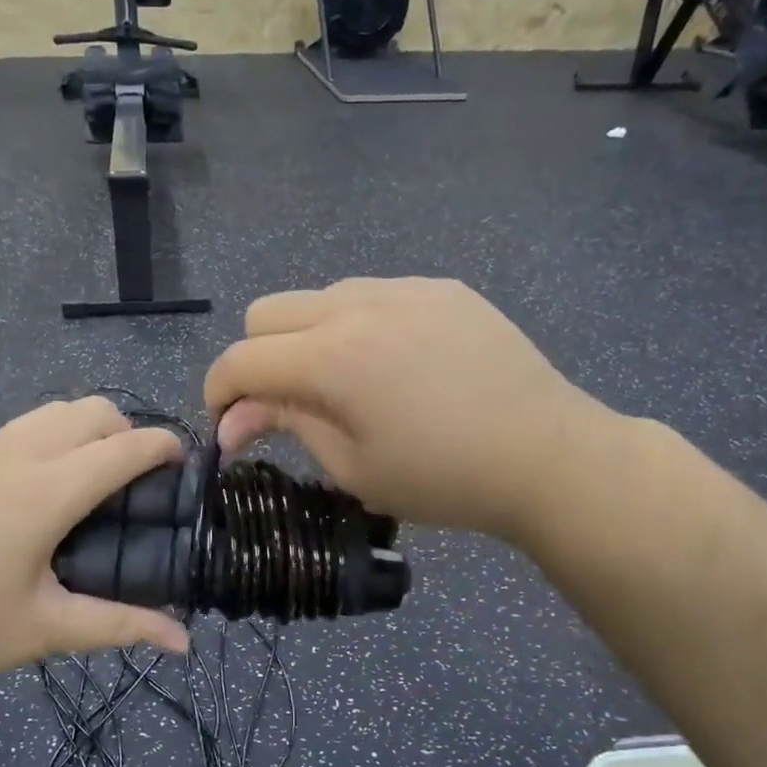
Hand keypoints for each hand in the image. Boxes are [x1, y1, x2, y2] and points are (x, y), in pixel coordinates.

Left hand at [0, 397, 189, 713]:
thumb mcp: (39, 631)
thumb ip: (118, 626)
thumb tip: (184, 641)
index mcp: (46, 490)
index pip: (125, 447)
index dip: (166, 448)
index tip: (191, 465)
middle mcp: (17, 455)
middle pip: (91, 410)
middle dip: (129, 432)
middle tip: (142, 487)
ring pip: (53, 412)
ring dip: (89, 430)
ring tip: (98, 486)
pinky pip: (22, 429)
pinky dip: (55, 439)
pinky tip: (45, 495)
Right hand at [204, 278, 613, 542]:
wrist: (547, 456)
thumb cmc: (443, 478)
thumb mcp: (352, 465)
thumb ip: (286, 425)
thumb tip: (232, 418)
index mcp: (332, 357)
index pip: (241, 359)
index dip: (219, 392)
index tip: (228, 424)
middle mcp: (358, 304)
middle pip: (267, 312)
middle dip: (258, 358)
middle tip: (285, 405)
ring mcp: (405, 288)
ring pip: (319, 297)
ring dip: (307, 338)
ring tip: (346, 384)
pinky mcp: (442, 288)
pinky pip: (373, 294)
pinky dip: (358, 325)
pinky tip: (395, 365)